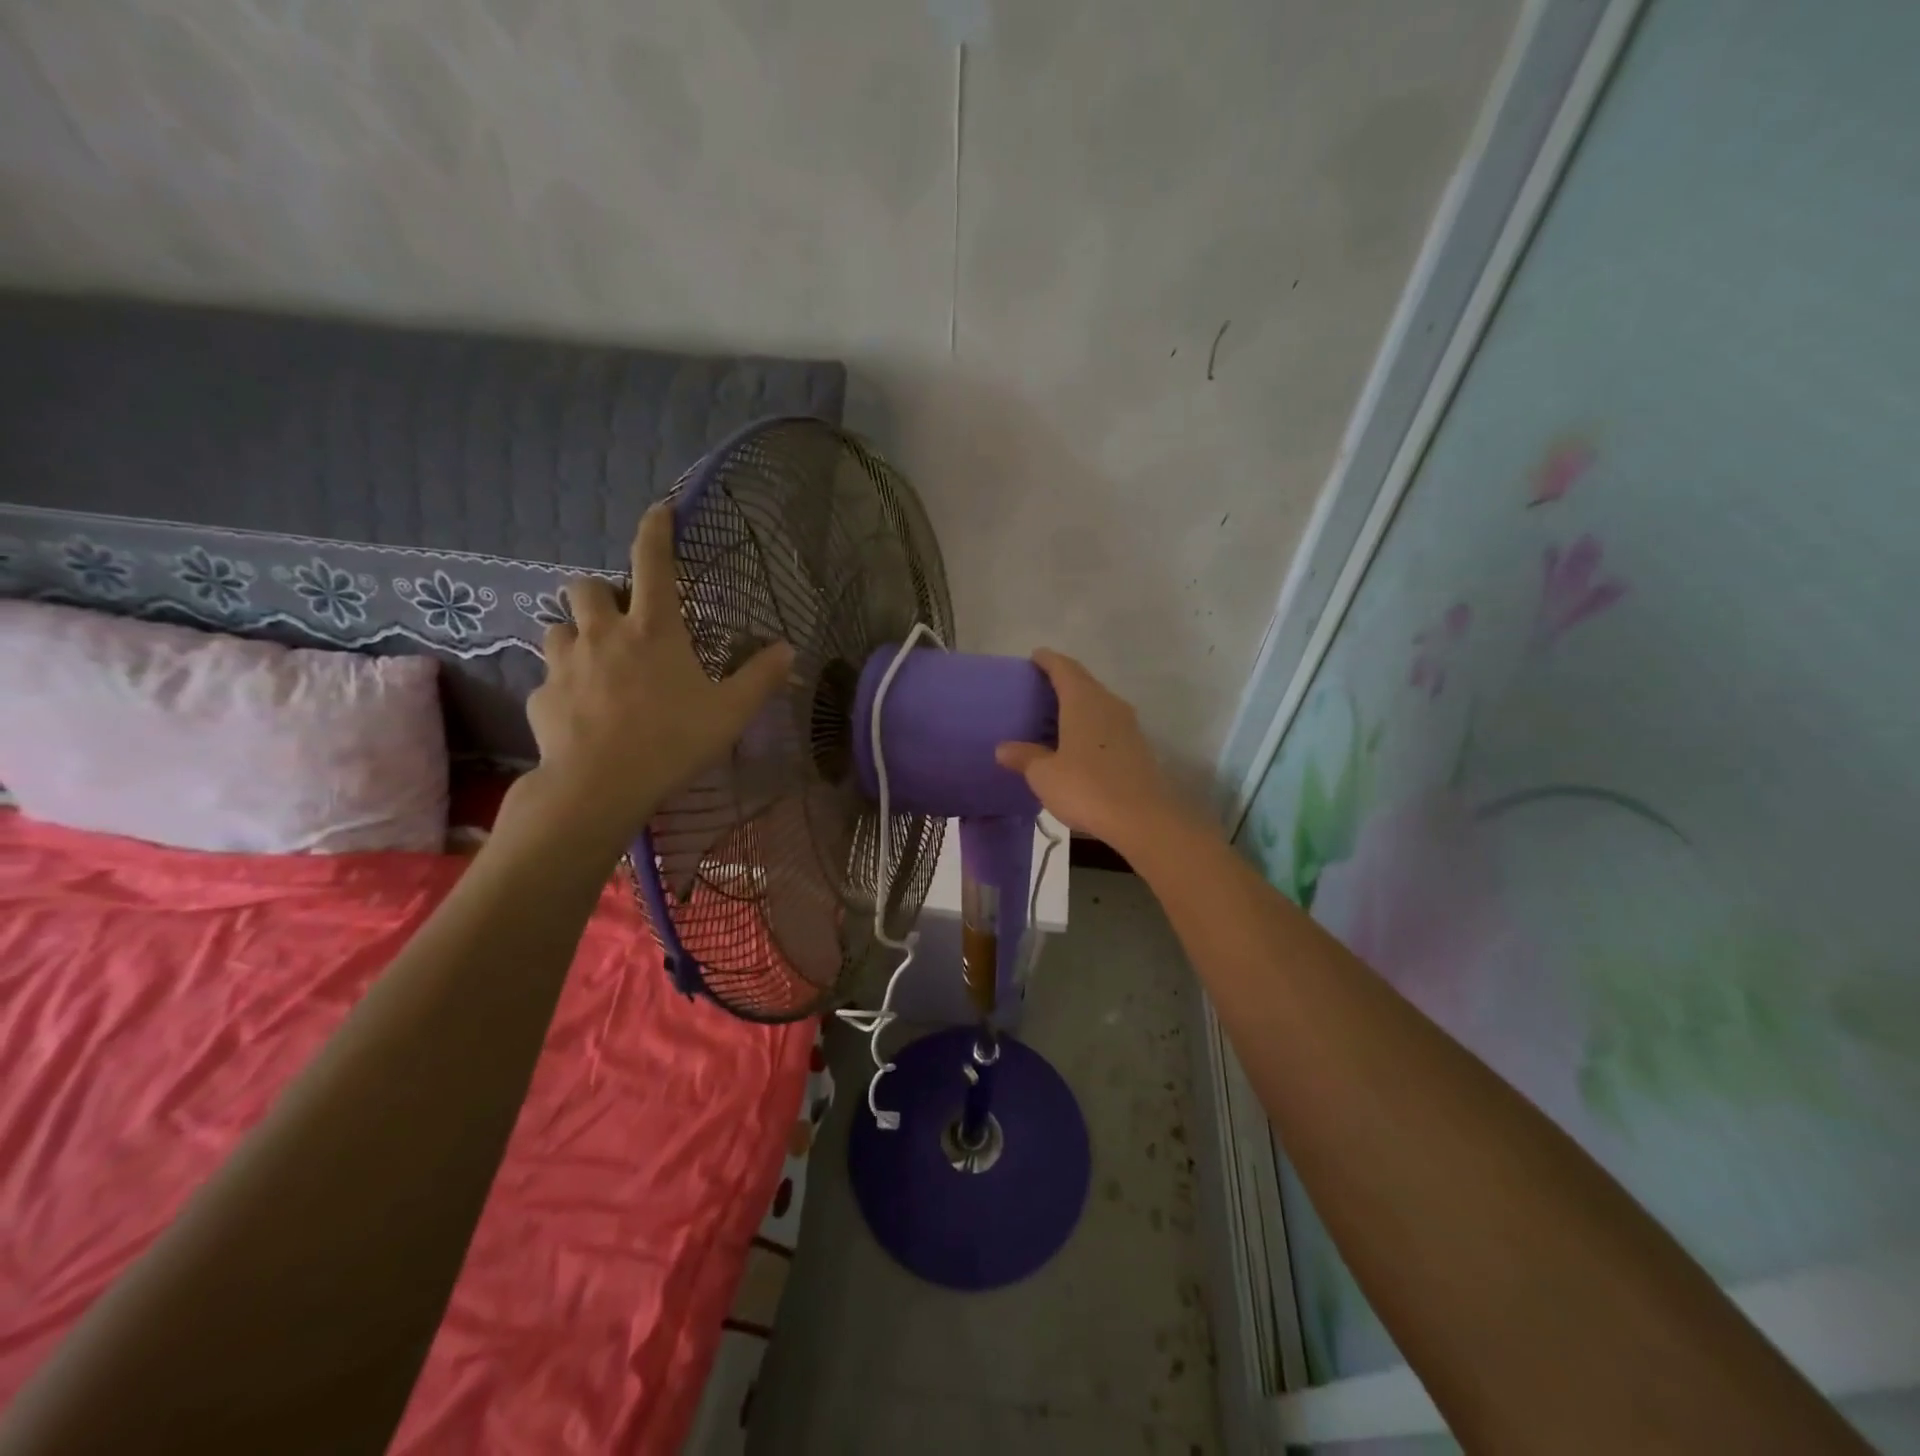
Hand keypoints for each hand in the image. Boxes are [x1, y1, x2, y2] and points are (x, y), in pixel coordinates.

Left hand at [514, 503, 793, 855]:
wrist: (599, 786)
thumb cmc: (673, 741)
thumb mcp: (730, 712)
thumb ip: (760, 677)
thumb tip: (788, 649)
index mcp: (653, 630)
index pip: (653, 563)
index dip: (656, 531)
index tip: (658, 509)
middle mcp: (603, 635)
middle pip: (585, 586)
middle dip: (599, 593)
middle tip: (618, 619)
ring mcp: (565, 664)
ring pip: (557, 628)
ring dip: (576, 636)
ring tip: (594, 663)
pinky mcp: (541, 697)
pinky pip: (549, 680)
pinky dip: (564, 687)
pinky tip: (580, 714)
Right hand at [994, 649, 1202, 856]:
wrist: (1143, 818)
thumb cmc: (1087, 788)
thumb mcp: (1045, 775)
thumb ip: (1024, 757)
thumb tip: (1003, 748)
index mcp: (1083, 701)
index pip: (1064, 668)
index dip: (1048, 660)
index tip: (1035, 656)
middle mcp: (1108, 704)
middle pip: (1084, 682)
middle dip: (1062, 680)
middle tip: (1039, 689)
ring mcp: (1128, 725)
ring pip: (1098, 703)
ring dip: (1078, 704)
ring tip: (1055, 716)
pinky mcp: (1137, 746)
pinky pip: (1108, 724)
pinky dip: (1090, 725)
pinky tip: (1078, 743)